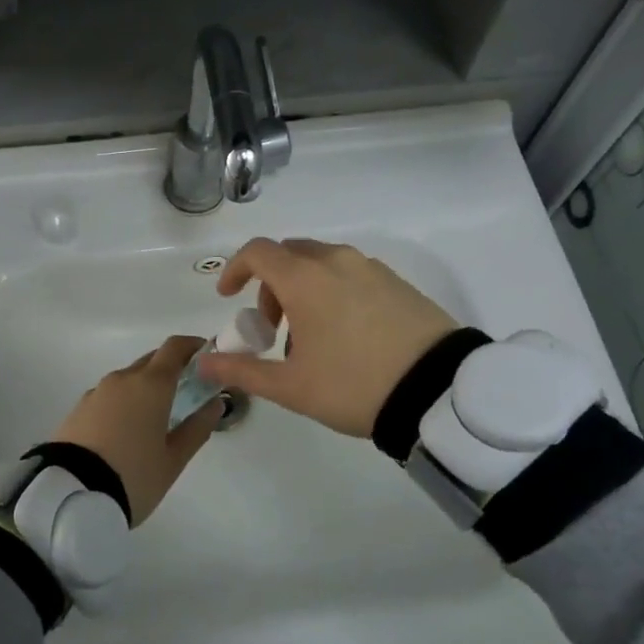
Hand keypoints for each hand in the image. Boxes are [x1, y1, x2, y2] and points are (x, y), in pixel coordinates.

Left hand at [49, 336, 222, 525]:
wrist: (69, 494)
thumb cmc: (133, 476)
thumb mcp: (173, 459)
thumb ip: (197, 428)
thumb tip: (215, 403)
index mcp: (151, 385)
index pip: (174, 348)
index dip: (192, 346)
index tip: (206, 356)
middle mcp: (123, 379)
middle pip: (151, 361)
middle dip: (171, 369)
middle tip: (187, 391)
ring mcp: (97, 392)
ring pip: (128, 379)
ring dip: (145, 388)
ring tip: (156, 417)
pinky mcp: (78, 409)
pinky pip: (109, 396)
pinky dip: (124, 403)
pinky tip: (126, 430)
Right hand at [198, 238, 457, 436]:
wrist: (439, 391)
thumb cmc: (354, 385)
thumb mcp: (291, 386)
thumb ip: (242, 370)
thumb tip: (203, 362)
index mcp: (306, 279)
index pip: (257, 252)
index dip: (235, 270)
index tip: (228, 297)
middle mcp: (337, 261)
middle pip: (290, 255)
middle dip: (271, 286)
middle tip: (273, 329)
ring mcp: (372, 269)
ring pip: (322, 264)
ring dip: (303, 290)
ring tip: (312, 339)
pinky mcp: (399, 283)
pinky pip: (352, 275)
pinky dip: (333, 292)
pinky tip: (347, 335)